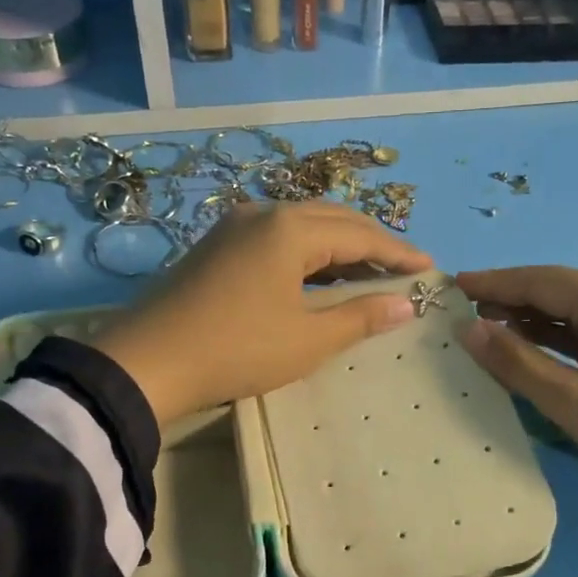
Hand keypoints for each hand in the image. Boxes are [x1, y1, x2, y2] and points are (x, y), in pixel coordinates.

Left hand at [93, 202, 431, 424]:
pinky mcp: (217, 246)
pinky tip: (318, 276)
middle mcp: (264, 213)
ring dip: (339, 246)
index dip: (398, 253)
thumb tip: (406, 305)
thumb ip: (361, 317)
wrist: (148, 363)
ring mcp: (235, 227)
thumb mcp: (308, 339)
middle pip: (333, 220)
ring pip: (303, 226)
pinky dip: (308, 254)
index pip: (360, 235)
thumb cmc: (238, 350)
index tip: (429, 269)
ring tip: (368, 272)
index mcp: (291, 229)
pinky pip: (277, 239)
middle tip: (402, 267)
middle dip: (372, 242)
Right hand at [456, 266, 577, 576]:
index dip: (495, 282)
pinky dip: (555, 341)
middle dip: (510, 298)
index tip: (452, 285)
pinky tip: (531, 352)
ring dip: (531, 320)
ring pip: (574, 315)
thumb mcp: (573, 401)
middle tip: (463, 311)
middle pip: (559, 291)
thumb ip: (518, 363)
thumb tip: (469, 329)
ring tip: (487, 329)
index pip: (542, 280)